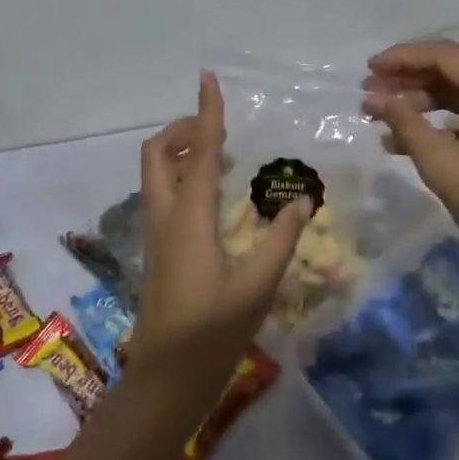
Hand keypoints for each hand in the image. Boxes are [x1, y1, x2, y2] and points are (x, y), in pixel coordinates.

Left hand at [133, 72, 311, 399]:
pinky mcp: (160, 248)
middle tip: (221, 132)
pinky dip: (185, 177)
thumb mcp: (257, 287)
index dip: (207, 113)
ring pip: (157, 173)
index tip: (208, 79)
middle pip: (158, 153)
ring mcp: (158, 232)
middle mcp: (167, 216)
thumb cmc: (211, 334)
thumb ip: (281, 240)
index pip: (201, 152)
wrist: (165, 379)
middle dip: (183, 130)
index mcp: (189, 218)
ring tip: (226, 157)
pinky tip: (217, 196)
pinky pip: (165, 193)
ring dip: (183, 152)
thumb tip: (301, 200)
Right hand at [363, 41, 458, 284]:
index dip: (403, 58)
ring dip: (420, 103)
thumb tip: (374, 98)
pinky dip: (441, 123)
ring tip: (380, 117)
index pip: (447, 56)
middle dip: (409, 81)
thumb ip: (405, 123)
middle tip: (369, 94)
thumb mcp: (442, 163)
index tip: (368, 69)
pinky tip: (404, 140)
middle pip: (455, 71)